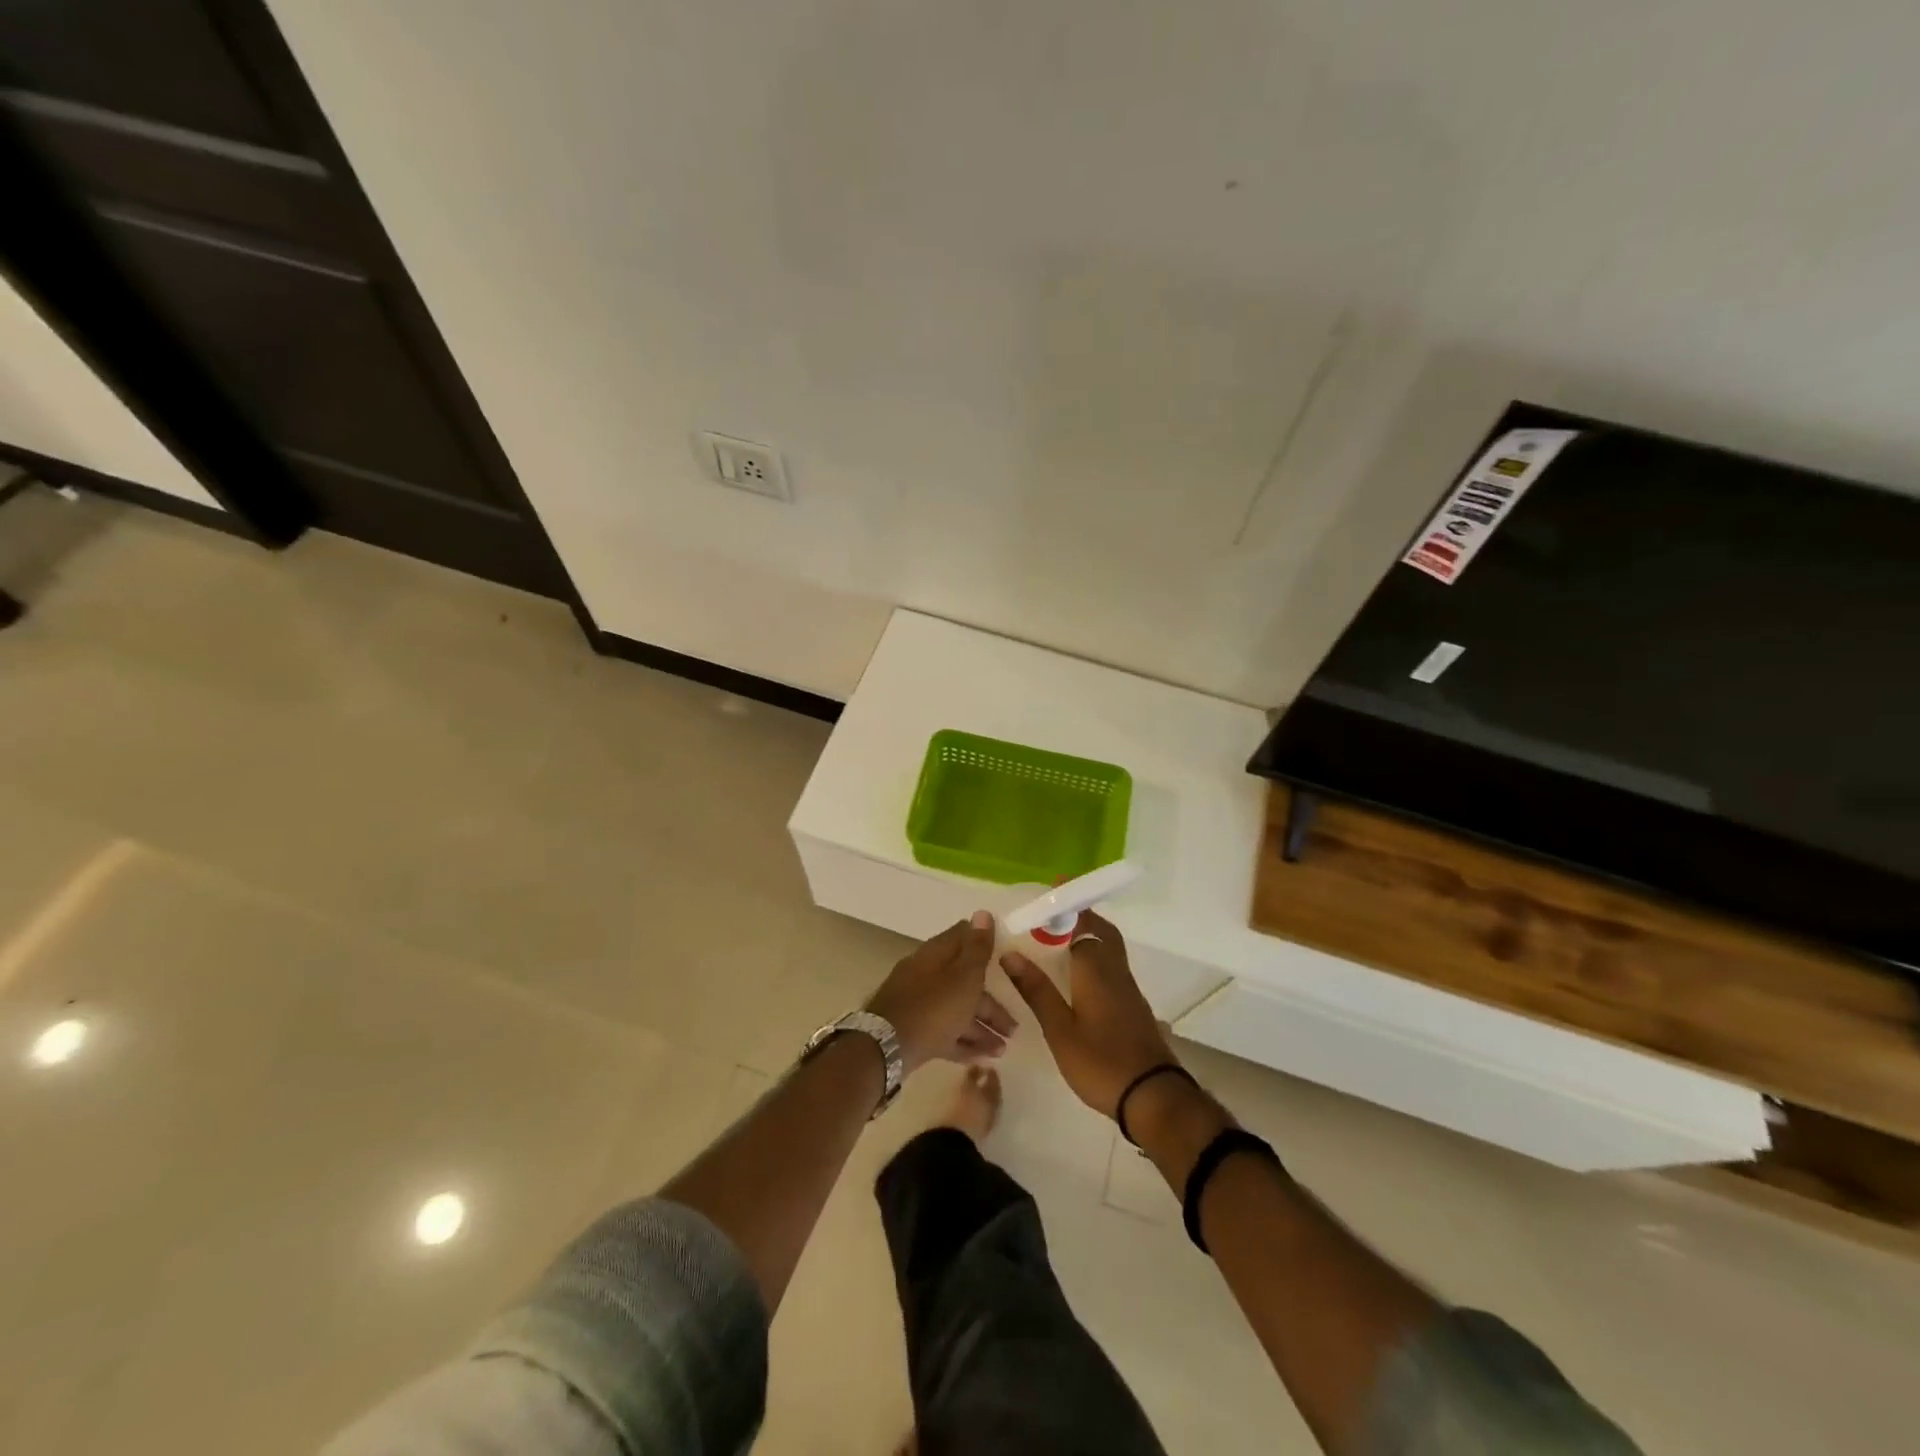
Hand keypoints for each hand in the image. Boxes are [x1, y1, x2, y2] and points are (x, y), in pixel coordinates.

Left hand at [867, 911, 1017, 1073]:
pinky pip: (944, 1032)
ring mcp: (918, 1003)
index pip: (962, 936)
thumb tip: (983, 912)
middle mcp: (926, 974)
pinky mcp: (913, 1030)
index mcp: (936, 954)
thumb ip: (977, 948)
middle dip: (991, 1003)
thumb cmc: (934, 1007)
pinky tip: (983, 1058)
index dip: (984, 942)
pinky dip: (963, 1042)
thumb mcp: (964, 976)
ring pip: (956, 1010)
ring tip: (1002, 1049)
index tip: (1007, 955)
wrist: (887, 1047)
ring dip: (981, 1028)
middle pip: (963, 981)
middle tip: (1013, 1026)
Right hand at [1001, 910, 1176, 1118]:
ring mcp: (1129, 989)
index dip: (1066, 908)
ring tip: (1061, 941)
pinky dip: (1096, 957)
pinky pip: (1113, 966)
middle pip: (1102, 931)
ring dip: (1089, 936)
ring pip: (1110, 949)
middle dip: (1082, 917)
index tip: (1048, 896)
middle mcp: (1115, 971)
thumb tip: (1010, 954)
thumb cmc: (1101, 1062)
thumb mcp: (1060, 1029)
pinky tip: (1080, 976)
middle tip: (1055, 914)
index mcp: (1095, 969)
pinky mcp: (1134, 1006)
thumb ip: (1036, 990)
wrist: (1153, 1096)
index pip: (1082, 924)